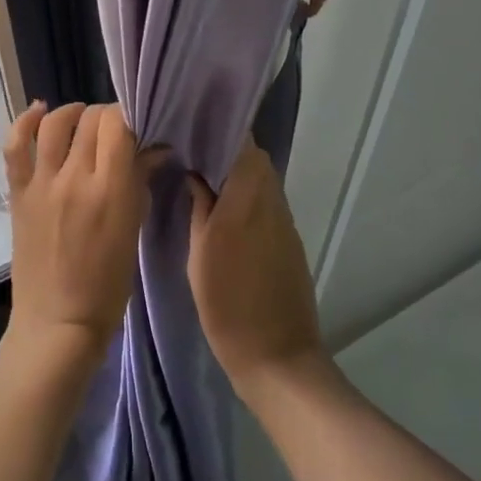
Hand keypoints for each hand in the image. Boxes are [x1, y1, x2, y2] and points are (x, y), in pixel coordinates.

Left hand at [2, 101, 160, 359]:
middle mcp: (74, 178)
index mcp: (110, 190)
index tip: (135, 129)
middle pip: (91, 120)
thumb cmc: (107, 285)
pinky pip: (15, 147)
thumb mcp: (133, 231)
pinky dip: (25, 122)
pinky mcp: (18, 193)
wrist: (58, 322)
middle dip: (107, 117)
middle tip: (114, 132)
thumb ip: (140, 183)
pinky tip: (39, 112)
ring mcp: (42, 184)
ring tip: (82, 118)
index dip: (128, 117)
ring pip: (55, 124)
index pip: (118, 125)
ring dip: (72, 113)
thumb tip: (154, 150)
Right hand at [187, 138, 324, 400]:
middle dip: (226, 148)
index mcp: (247, 200)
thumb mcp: (200, 255)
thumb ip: (201, 207)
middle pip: (255, 157)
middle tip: (191, 150)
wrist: (277, 356)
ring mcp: (284, 220)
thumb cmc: (228, 306)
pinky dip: (247, 193)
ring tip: (202, 174)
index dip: (220, 128)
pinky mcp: (289, 238)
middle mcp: (271, 201)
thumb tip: (196, 173)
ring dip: (237, 171)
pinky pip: (267, 200)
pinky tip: (223, 205)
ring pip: (262, 178)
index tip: (192, 124)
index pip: (242, 144)